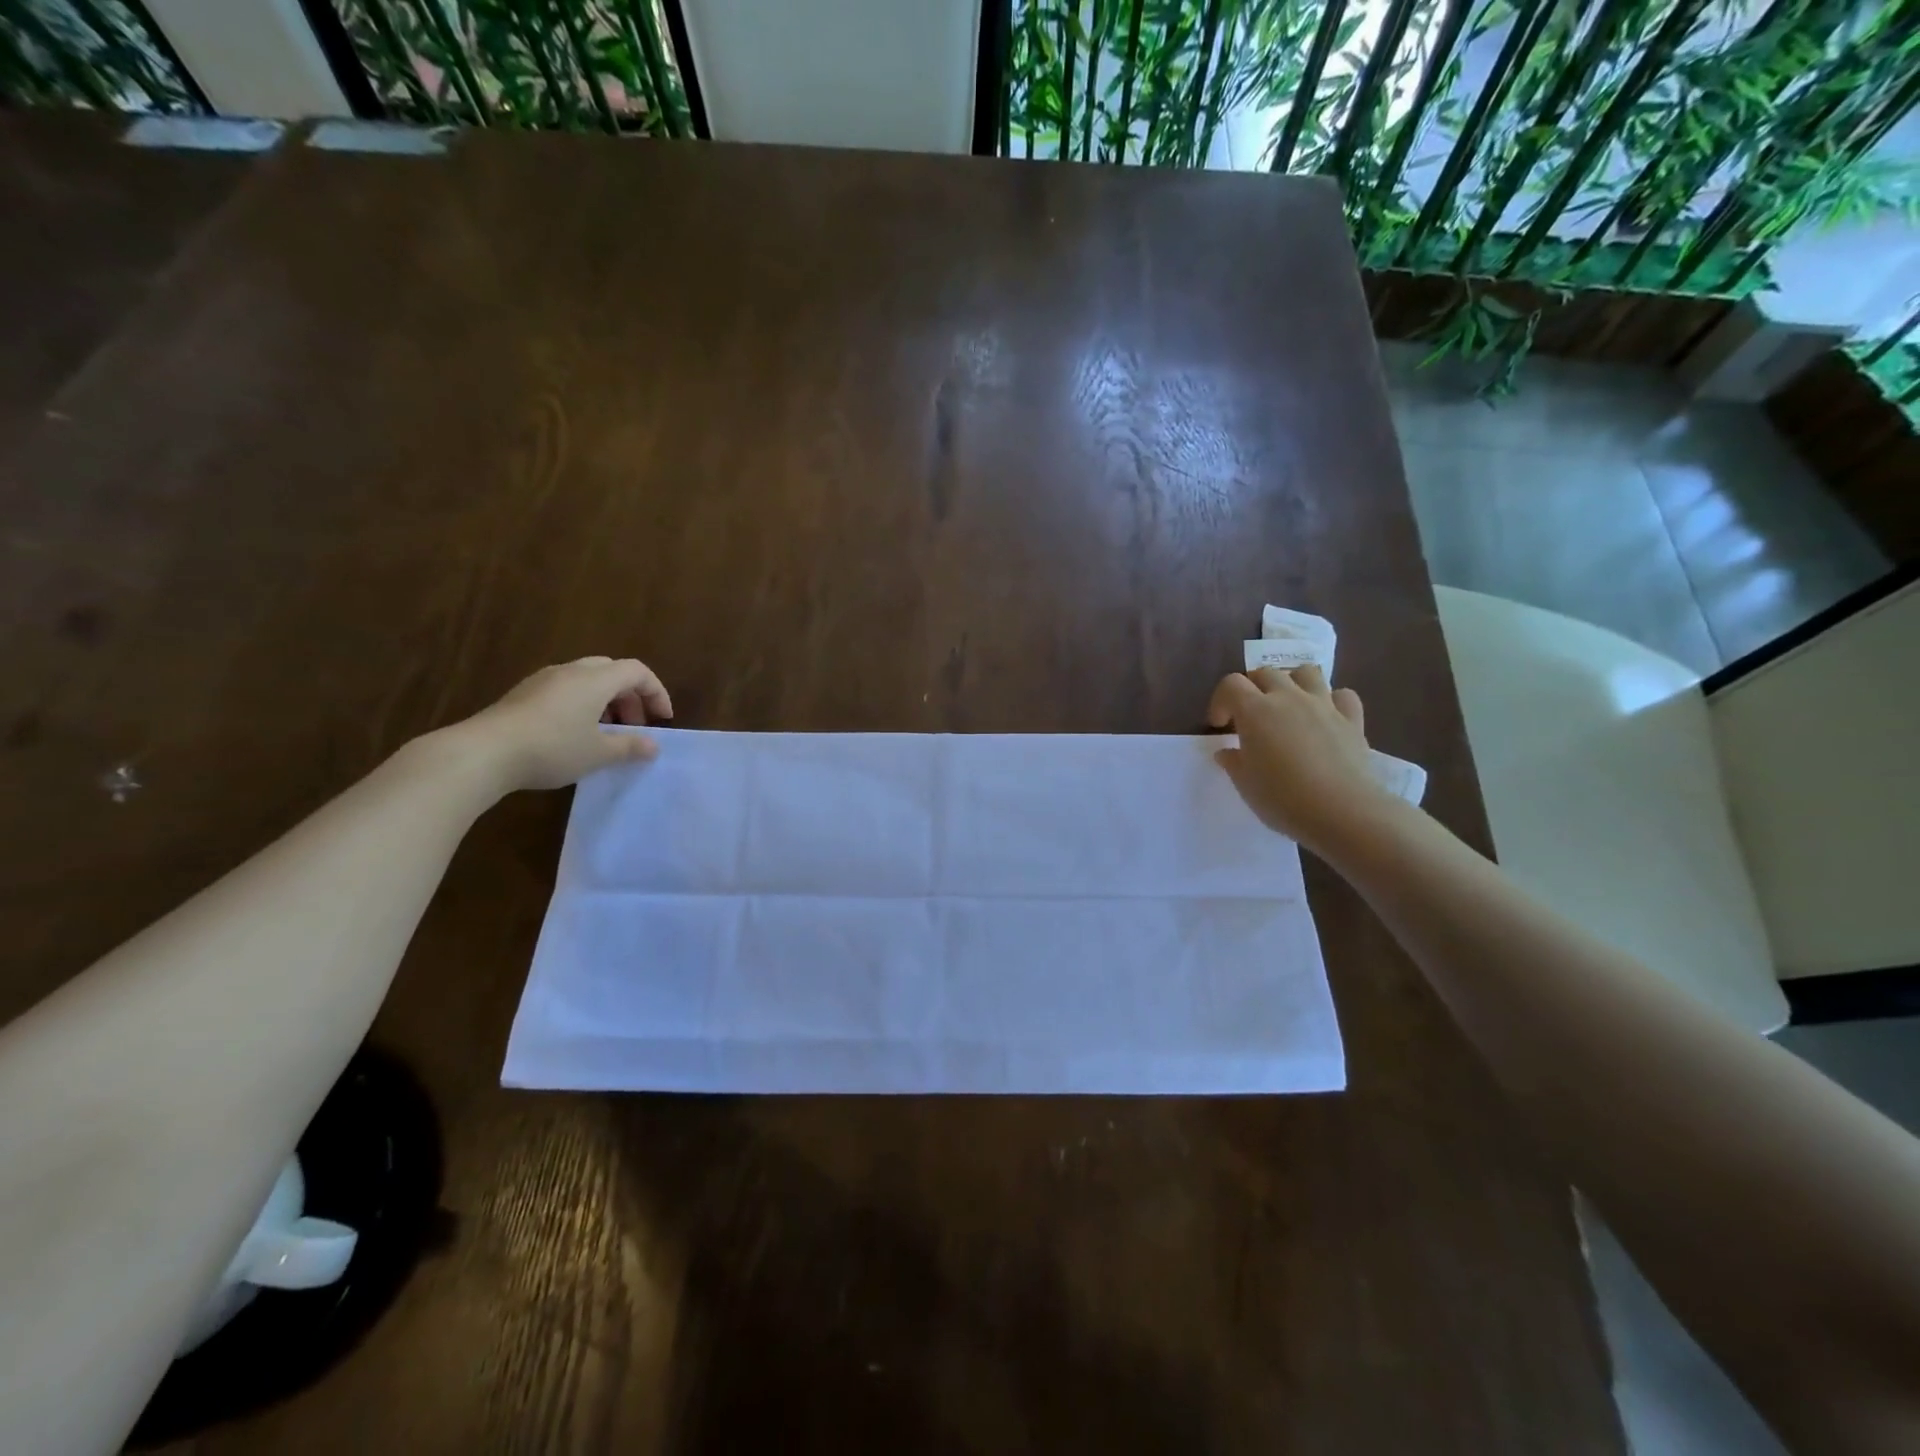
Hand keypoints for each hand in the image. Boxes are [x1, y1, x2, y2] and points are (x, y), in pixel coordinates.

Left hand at [457, 656, 673, 793]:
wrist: (483, 753)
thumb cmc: (552, 748)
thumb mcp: (598, 754)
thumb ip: (630, 747)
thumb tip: (653, 746)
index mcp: (595, 679)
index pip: (637, 671)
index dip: (656, 692)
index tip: (662, 720)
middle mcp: (571, 671)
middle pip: (611, 671)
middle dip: (630, 697)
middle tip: (635, 726)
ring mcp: (543, 681)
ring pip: (586, 680)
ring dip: (605, 702)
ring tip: (606, 734)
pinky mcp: (523, 695)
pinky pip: (564, 690)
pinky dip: (581, 705)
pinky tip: (574, 735)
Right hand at [1208, 665, 1394, 852]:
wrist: (1341, 812)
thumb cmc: (1282, 798)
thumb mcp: (1245, 784)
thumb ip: (1233, 762)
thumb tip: (1227, 752)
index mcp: (1255, 711)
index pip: (1231, 684)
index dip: (1221, 701)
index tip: (1220, 726)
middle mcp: (1288, 698)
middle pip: (1266, 673)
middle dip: (1253, 688)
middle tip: (1250, 715)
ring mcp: (1323, 705)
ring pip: (1306, 672)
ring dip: (1292, 682)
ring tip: (1288, 705)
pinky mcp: (1352, 719)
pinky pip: (1342, 695)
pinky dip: (1332, 700)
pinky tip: (1326, 717)